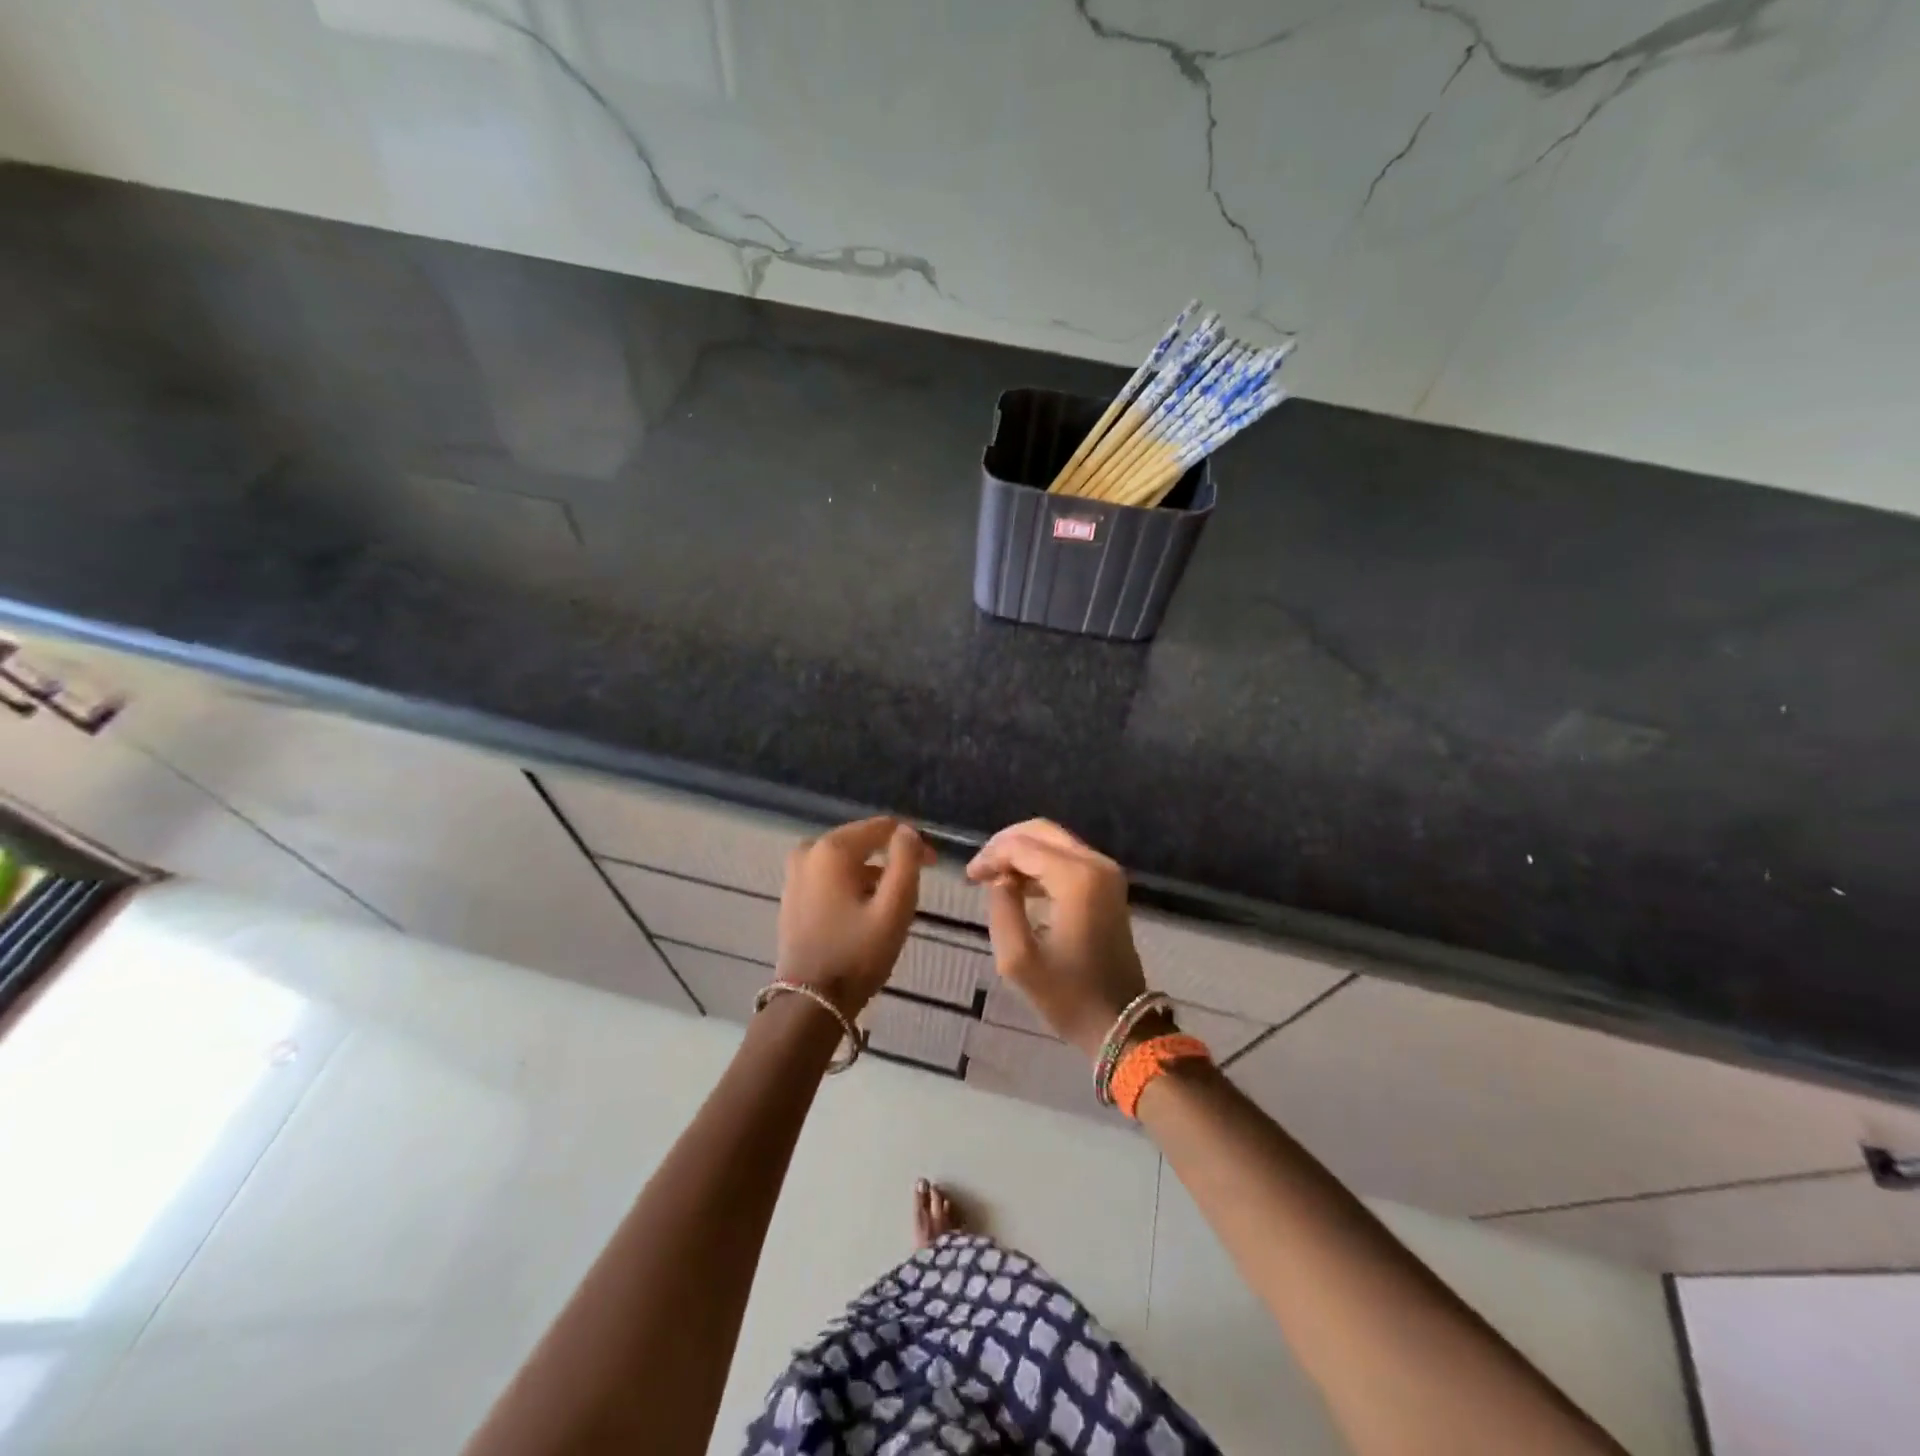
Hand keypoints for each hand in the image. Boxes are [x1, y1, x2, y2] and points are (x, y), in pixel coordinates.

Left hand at [777, 816, 931, 1015]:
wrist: (810, 1002)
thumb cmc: (858, 953)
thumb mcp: (894, 907)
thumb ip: (906, 861)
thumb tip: (906, 832)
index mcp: (832, 849)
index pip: (882, 827)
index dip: (912, 840)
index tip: (933, 864)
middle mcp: (809, 850)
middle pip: (862, 840)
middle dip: (892, 856)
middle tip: (915, 884)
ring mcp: (796, 872)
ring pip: (847, 858)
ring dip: (872, 872)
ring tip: (892, 902)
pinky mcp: (793, 892)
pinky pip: (831, 874)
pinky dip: (852, 883)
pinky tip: (865, 909)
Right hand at [966, 820, 1148, 1060]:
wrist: (1120, 1021)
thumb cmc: (1068, 995)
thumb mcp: (1018, 960)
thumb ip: (1002, 909)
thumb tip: (1000, 880)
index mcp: (1076, 879)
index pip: (1022, 846)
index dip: (991, 856)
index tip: (969, 877)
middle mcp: (1095, 864)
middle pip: (1041, 832)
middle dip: (1006, 845)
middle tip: (981, 870)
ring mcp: (1107, 872)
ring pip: (1055, 841)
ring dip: (1023, 852)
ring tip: (994, 878)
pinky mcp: (1109, 884)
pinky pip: (1068, 857)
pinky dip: (1041, 863)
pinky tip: (1020, 886)